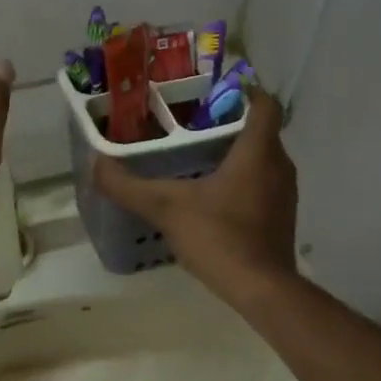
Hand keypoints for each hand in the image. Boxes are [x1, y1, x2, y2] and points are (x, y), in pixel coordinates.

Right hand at [93, 88, 297, 300]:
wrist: (262, 291)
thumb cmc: (220, 237)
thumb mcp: (166, 207)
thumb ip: (129, 186)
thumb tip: (96, 164)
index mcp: (258, 151)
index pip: (264, 103)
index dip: (244, 90)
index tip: (212, 91)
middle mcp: (279, 166)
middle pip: (259, 129)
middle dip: (228, 122)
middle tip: (190, 122)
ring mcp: (284, 194)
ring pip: (261, 158)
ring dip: (235, 152)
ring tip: (196, 155)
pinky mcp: (280, 218)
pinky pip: (262, 183)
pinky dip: (241, 179)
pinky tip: (210, 194)